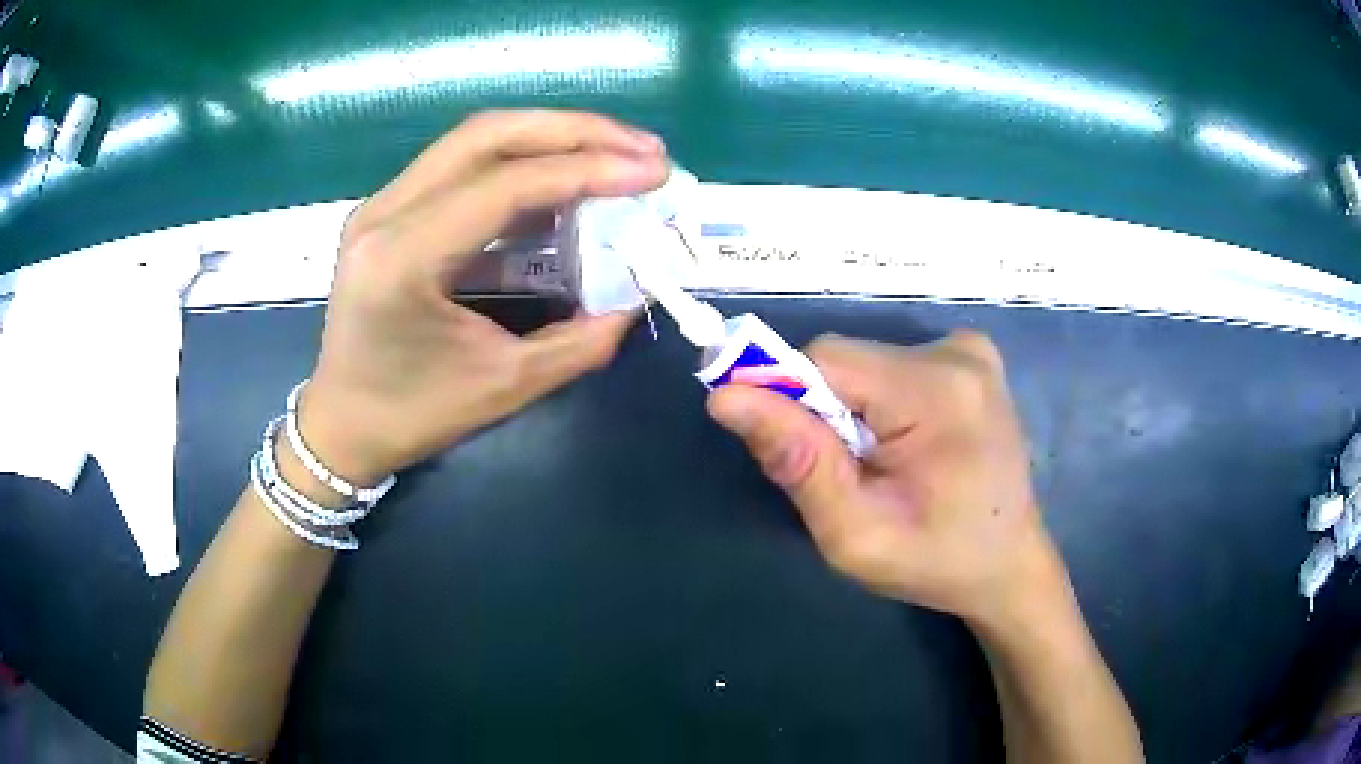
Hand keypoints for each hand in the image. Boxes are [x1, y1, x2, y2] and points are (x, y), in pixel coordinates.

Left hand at [298, 110, 668, 484]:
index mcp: (401, 259)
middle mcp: (384, 213)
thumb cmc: (410, 415)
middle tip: (641, 148)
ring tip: (616, 152)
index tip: (652, 172)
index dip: (587, 170)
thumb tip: (633, 300)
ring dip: (551, 137)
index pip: (504, 186)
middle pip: (487, 135)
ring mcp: (382, 204)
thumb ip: (577, 343)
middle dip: (574, 131)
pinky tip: (564, 176)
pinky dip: (521, 161)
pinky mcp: (390, 209)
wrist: (341, 424)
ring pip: (475, 140)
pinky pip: (462, 165)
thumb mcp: (502, 387)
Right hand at [708, 331, 1064, 627]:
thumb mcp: (856, 535)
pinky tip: (905, 446)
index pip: (825, 361)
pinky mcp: (971, 356)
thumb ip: (798, 463)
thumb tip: (727, 396)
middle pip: (845, 360)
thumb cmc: (936, 561)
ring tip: (880, 467)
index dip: (788, 399)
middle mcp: (957, 352)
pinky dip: (878, 403)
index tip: (789, 454)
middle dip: (823, 414)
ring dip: (851, 410)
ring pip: (865, 363)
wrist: (1008, 562)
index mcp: (937, 392)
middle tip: (845, 476)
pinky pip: (892, 365)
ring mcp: (970, 350)